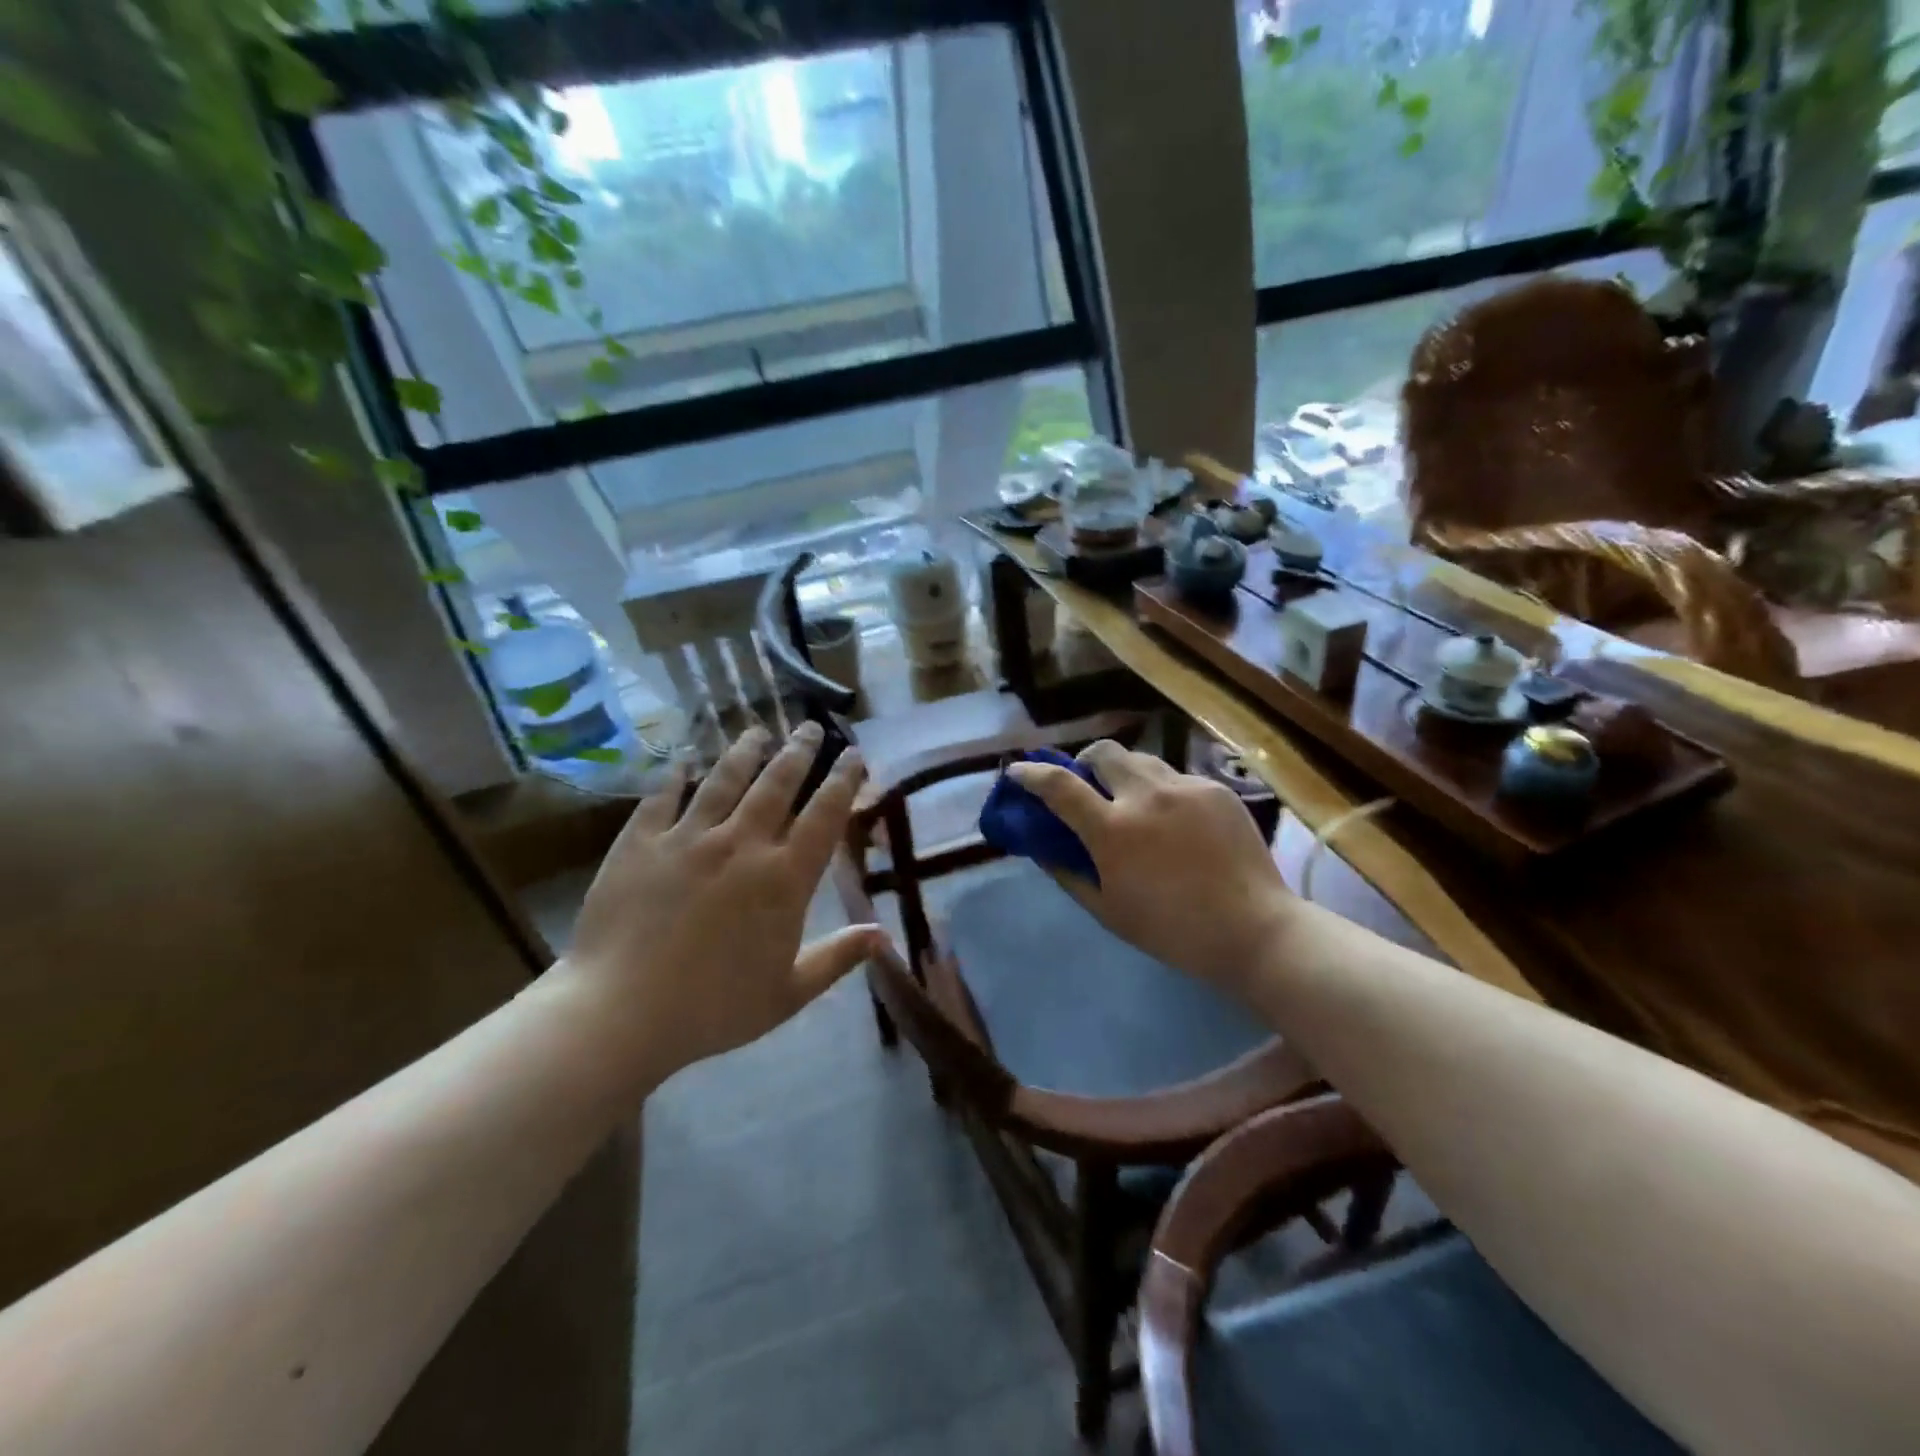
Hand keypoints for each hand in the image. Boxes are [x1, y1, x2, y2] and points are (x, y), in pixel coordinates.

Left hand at [556, 723, 882, 1085]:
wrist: (620, 1014)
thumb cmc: (714, 1010)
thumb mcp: (789, 993)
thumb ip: (838, 958)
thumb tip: (884, 936)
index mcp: (783, 878)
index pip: (824, 815)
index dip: (843, 780)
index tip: (855, 754)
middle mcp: (742, 844)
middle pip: (777, 783)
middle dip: (799, 750)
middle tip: (811, 726)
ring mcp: (688, 838)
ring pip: (724, 779)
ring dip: (746, 751)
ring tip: (758, 731)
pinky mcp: (640, 842)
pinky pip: (662, 796)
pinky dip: (674, 773)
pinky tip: (682, 757)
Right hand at [1008, 741, 1292, 997]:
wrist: (1254, 930)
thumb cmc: (1172, 930)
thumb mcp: (1107, 910)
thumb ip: (1068, 872)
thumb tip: (1042, 847)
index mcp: (1113, 830)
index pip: (1059, 785)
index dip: (1031, 773)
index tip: (1017, 771)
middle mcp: (1145, 796)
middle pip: (1102, 751)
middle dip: (1085, 762)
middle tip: (1089, 787)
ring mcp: (1185, 787)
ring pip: (1141, 759)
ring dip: (1124, 773)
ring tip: (1134, 803)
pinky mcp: (1216, 789)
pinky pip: (1177, 777)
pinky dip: (1162, 791)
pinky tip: (1176, 822)